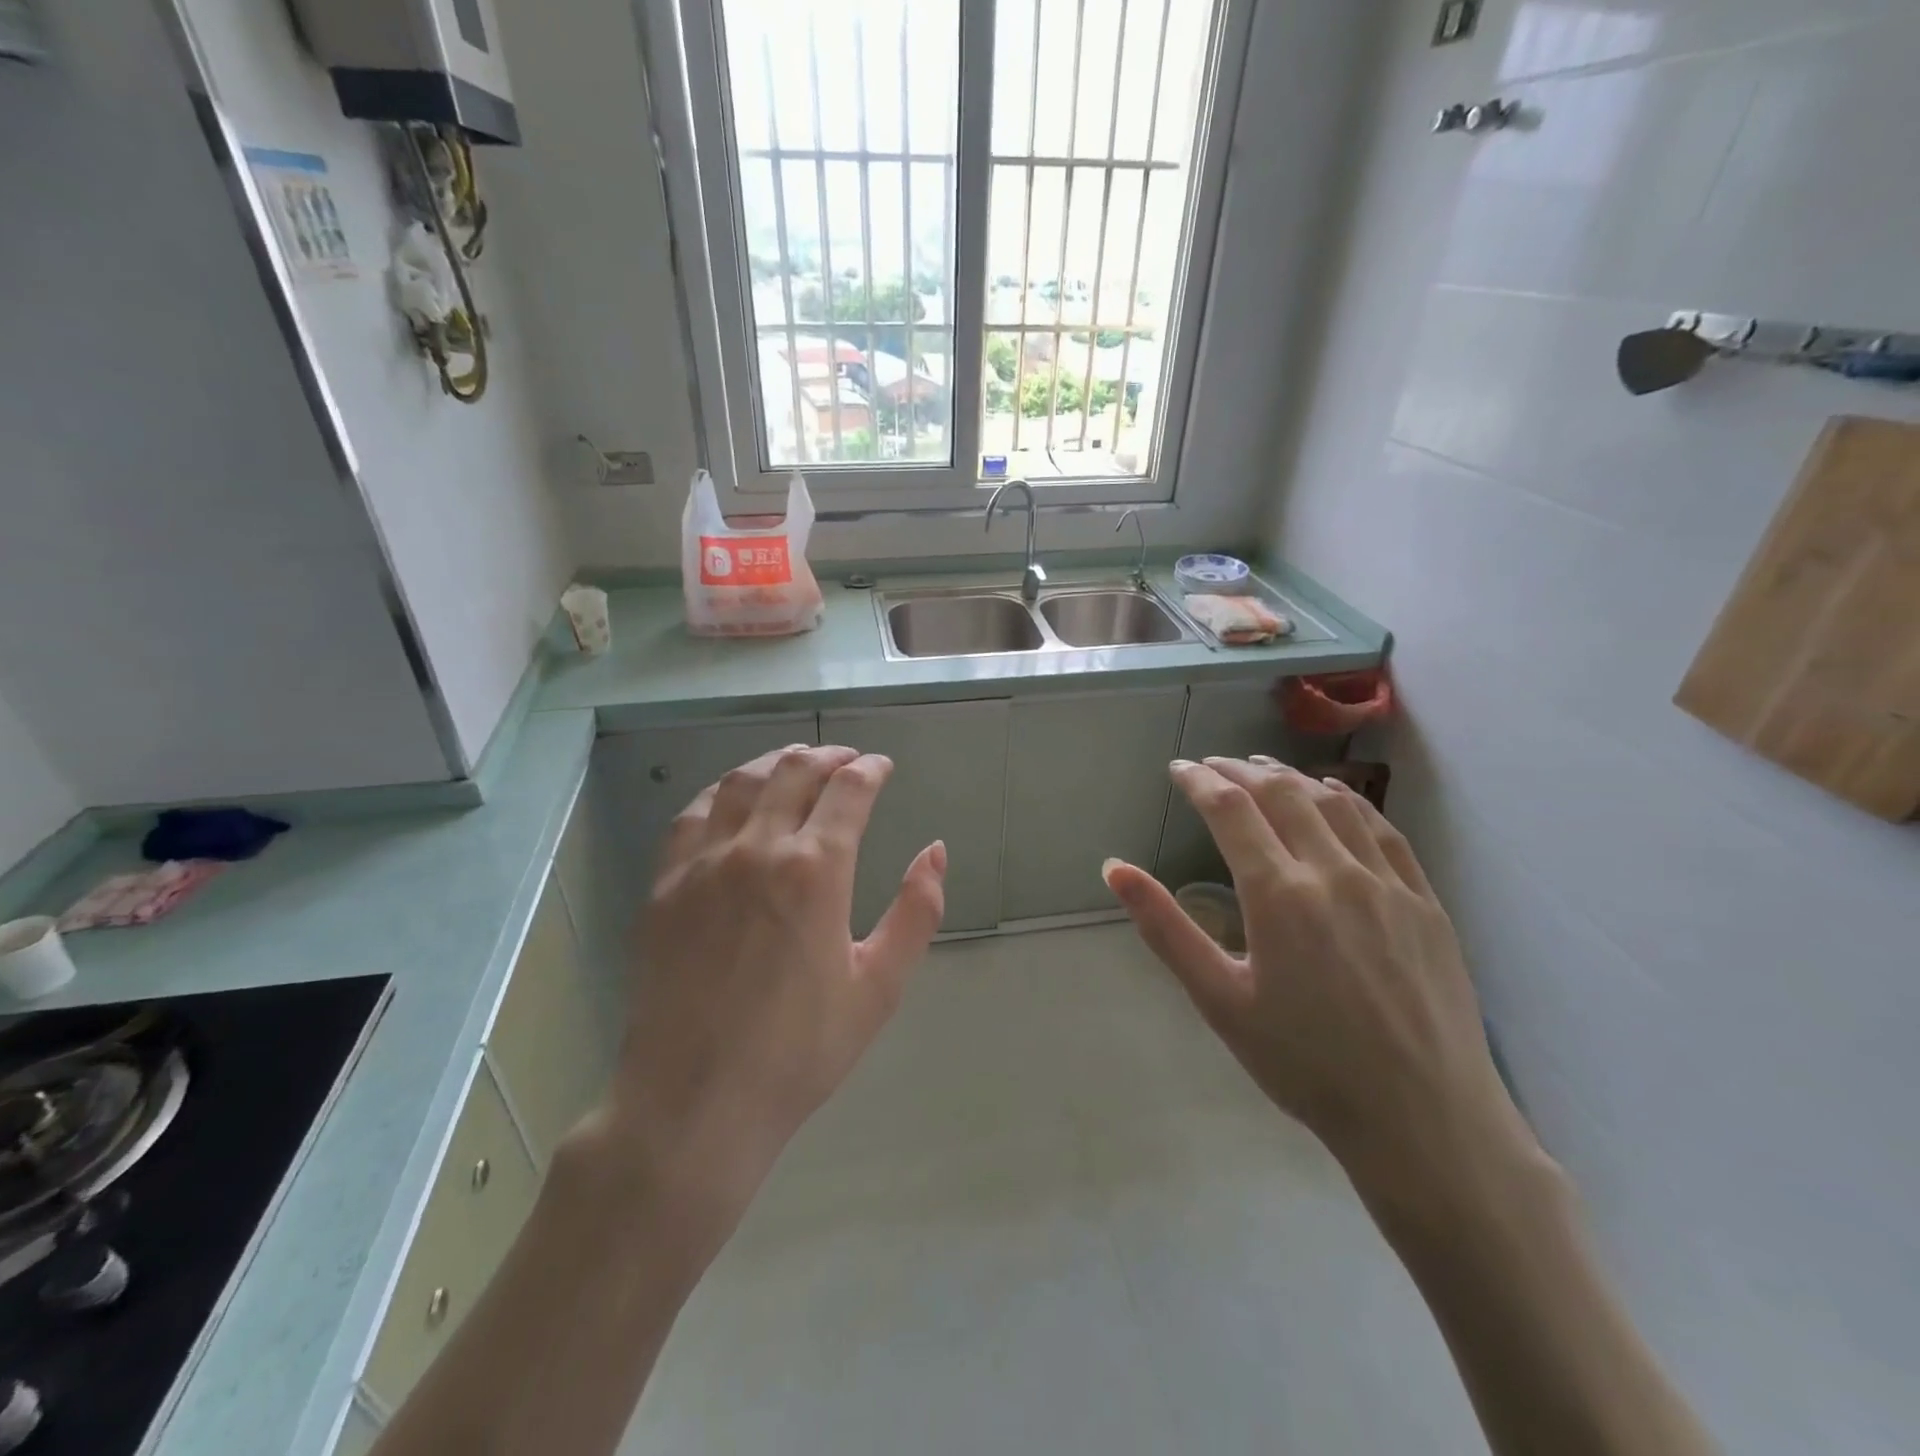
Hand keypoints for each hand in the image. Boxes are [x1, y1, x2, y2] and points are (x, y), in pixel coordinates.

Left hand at [597, 745, 945, 1227]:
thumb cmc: (799, 1051)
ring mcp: (702, 863)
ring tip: (796, 762)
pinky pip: (692, 815)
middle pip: (794, 772)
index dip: (871, 769)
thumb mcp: (879, 987)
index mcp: (814, 870)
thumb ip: (916, 912)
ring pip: (740, 782)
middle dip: (827, 755)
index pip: (848, 790)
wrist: (693, 1103)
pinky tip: (731, 797)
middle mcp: (755, 849)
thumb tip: (935, 850)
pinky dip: (721, 791)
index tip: (883, 766)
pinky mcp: (664, 885)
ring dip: (775, 762)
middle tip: (846, 758)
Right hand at [1103, 758, 1531, 1201]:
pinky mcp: (1425, 901)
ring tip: (1263, 768)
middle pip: (1280, 793)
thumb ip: (1165, 927)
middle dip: (1238, 769)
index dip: (1198, 780)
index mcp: (1278, 894)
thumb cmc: (1305, 1064)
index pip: (1229, 809)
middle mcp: (1333, 871)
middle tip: (1211, 764)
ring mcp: (1387, 882)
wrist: (1423, 1119)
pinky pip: (1384, 830)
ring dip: (1291, 775)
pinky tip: (1336, 796)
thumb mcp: (1219, 999)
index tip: (1178, 768)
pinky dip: (1350, 800)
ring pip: (1333, 801)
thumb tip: (1114, 868)